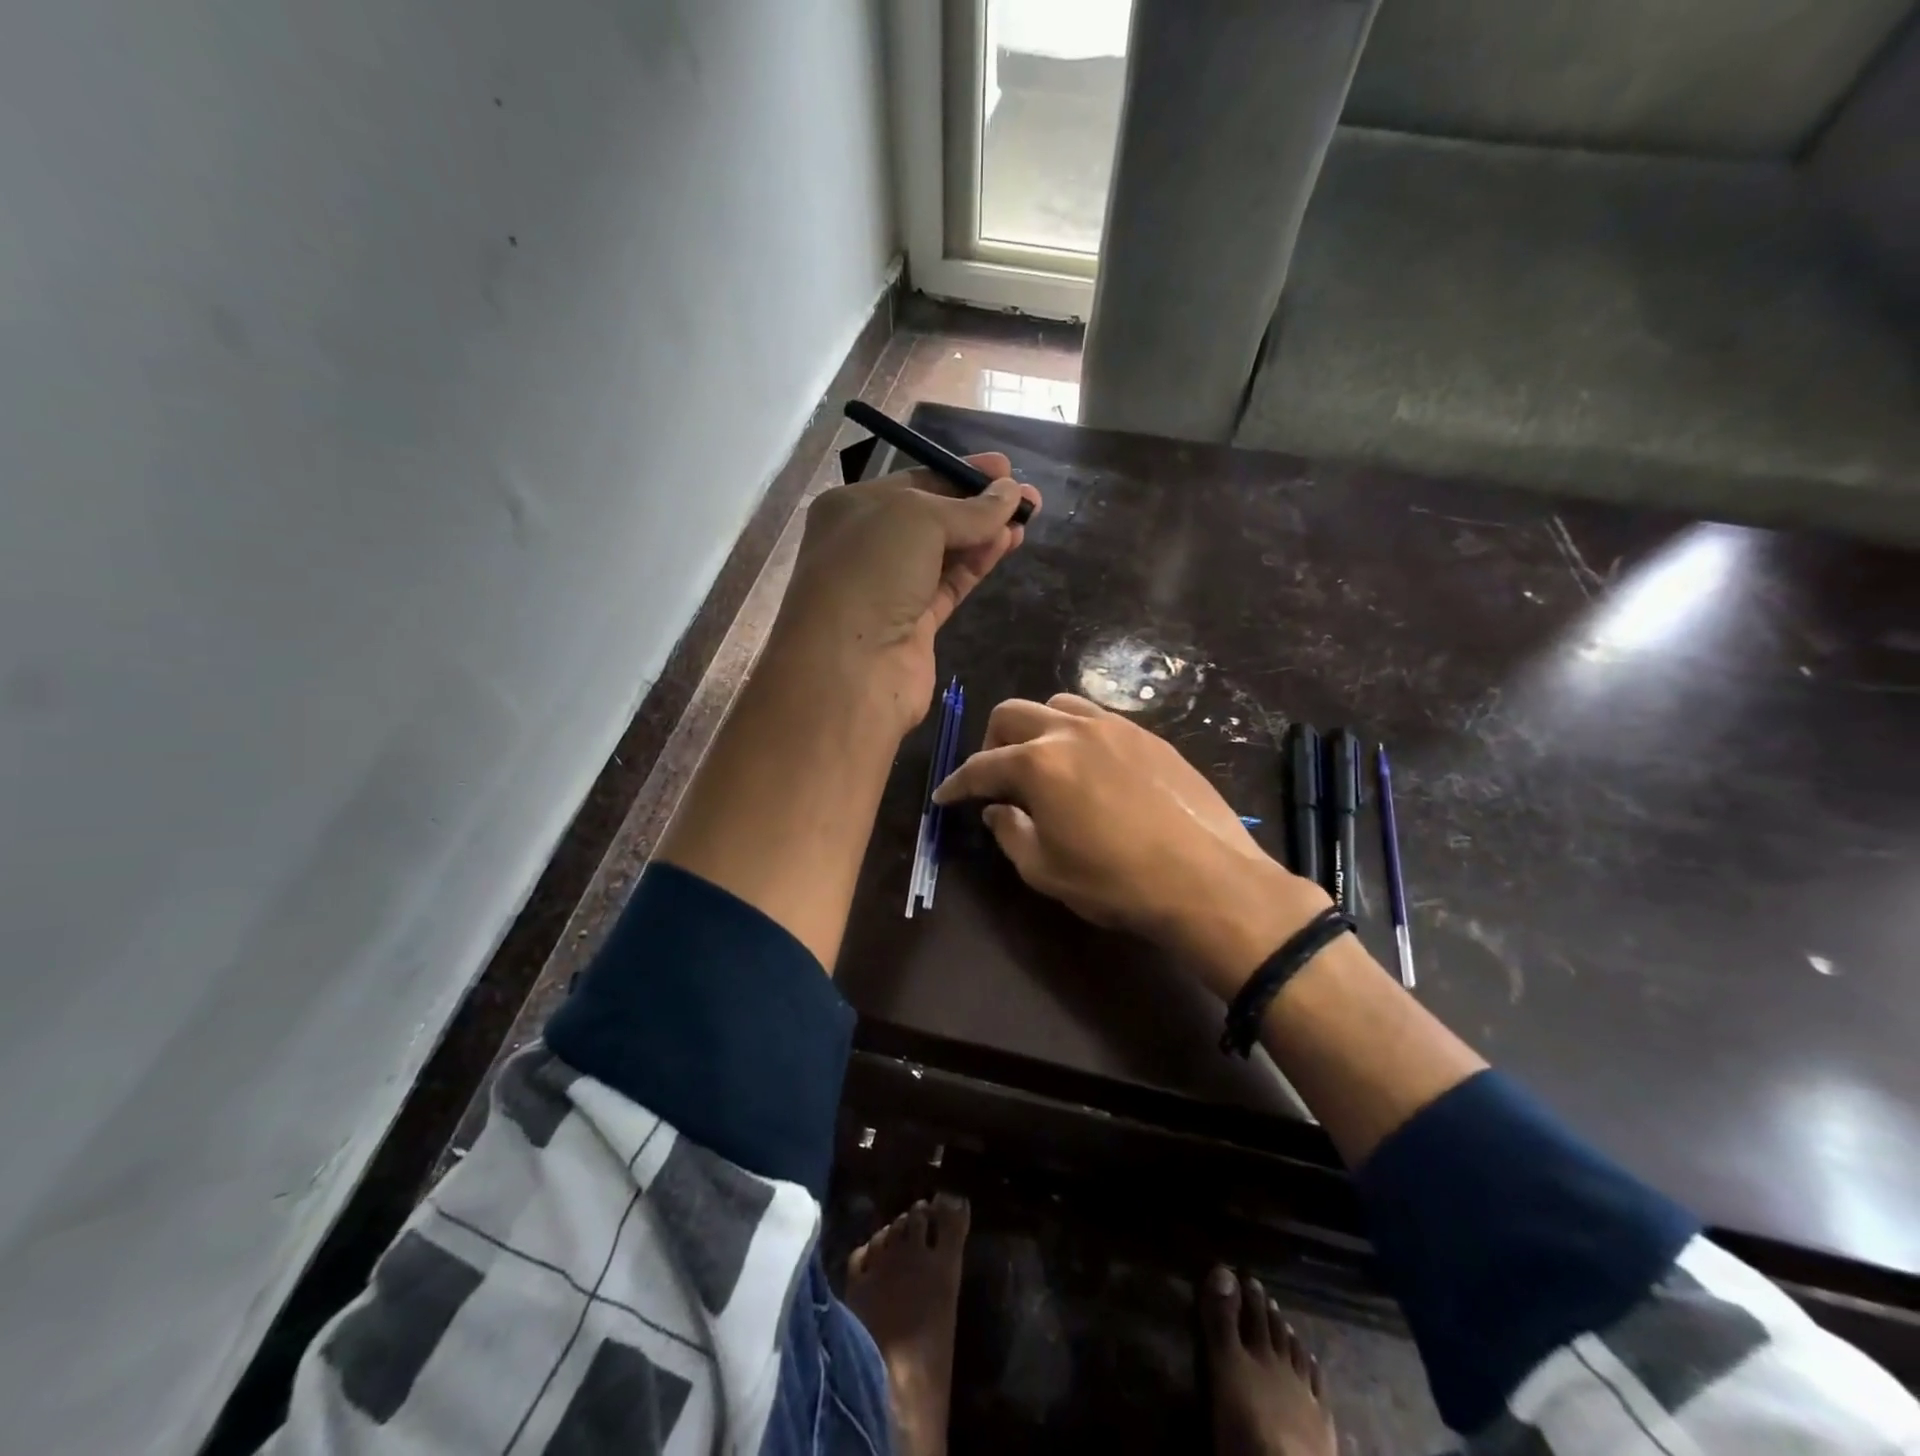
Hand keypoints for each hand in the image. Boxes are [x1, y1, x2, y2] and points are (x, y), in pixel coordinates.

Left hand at [769, 452, 1041, 736]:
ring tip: (1027, 520)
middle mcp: (868, 545)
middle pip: (933, 518)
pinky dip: (977, 564)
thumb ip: (969, 509)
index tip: (1005, 469)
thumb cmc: (871, 573)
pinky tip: (1006, 544)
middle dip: (979, 505)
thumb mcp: (919, 519)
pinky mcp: (914, 625)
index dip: (960, 474)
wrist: (849, 667)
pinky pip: (950, 585)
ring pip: (945, 553)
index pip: (914, 482)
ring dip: (985, 534)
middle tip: (1027, 496)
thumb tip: (1011, 492)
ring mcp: (891, 588)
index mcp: (853, 508)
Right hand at [933, 694, 1329, 998]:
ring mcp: (1114, 726)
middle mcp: (1071, 730)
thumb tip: (997, 809)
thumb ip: (1009, 832)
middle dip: (991, 743)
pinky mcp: (1148, 735)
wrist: (1206, 879)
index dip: (956, 783)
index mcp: (1038, 762)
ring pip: (1057, 706)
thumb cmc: (1115, 881)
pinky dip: (1076, 733)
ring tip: (1042, 762)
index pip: (981, 765)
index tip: (945, 797)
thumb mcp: (1045, 870)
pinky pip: (1097, 718)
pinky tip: (1088, 766)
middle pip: (1011, 714)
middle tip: (994, 778)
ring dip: (1036, 728)